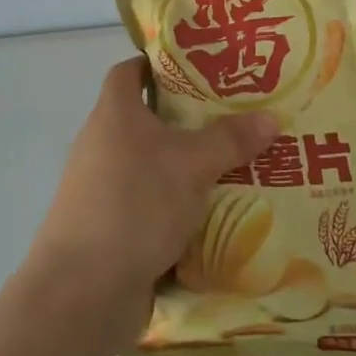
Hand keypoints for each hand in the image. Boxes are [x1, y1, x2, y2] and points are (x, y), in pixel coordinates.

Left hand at [26, 58, 279, 343]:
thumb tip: (272, 117)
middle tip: (238, 119)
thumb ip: (231, 139)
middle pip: (149, 120)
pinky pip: (152, 207)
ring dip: (189, 170)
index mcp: (114, 114)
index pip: (130, 71)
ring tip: (239, 167)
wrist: (83, 291)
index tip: (201, 68)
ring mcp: (104, 190)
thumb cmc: (134, 204)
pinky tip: (218, 217)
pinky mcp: (112, 229)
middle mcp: (103, 145)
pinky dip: (180, 210)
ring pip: (154, 168)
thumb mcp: (191, 165)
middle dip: (191, 121)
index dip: (160, 64)